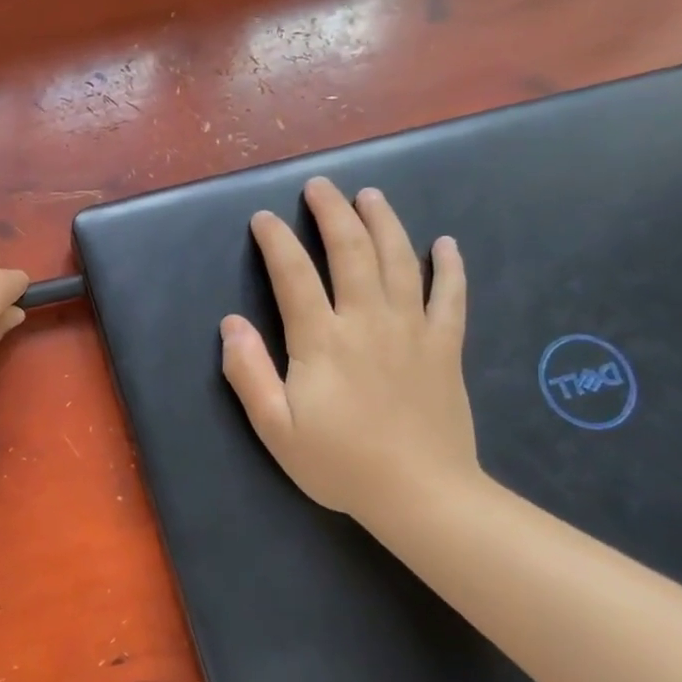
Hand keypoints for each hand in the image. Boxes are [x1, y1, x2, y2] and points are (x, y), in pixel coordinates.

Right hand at [221, 178, 477, 520]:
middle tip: (320, 186)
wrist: (421, 494)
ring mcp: (412, 329)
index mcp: (321, 340)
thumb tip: (231, 323)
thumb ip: (249, 372)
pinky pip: (450, 295)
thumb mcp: (275, 428)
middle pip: (351, 251)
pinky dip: (448, 266)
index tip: (263, 219)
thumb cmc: (339, 463)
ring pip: (399, 260)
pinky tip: (445, 243)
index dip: (275, 241)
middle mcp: (367, 321)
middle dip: (333, 212)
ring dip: (384, 222)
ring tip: (371, 195)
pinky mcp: (445, 346)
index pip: (294, 274)